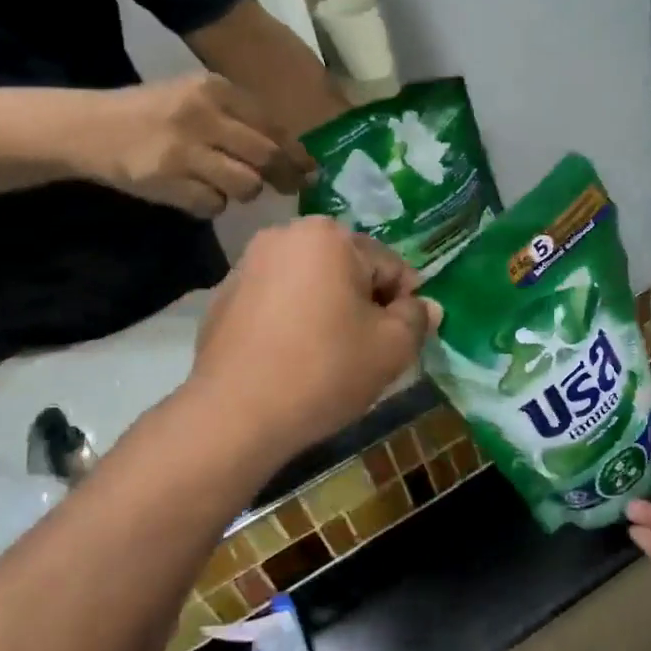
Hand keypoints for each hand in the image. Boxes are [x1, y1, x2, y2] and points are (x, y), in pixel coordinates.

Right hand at [68, 75, 314, 216]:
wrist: (90, 127)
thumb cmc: (154, 114)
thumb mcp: (197, 99)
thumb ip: (240, 119)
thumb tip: (292, 153)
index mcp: (214, 89)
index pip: (272, 125)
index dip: (297, 151)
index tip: (311, 168)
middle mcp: (202, 114)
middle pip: (267, 156)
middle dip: (285, 176)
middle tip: (293, 187)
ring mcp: (184, 149)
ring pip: (246, 185)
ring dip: (244, 191)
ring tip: (227, 185)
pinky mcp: (167, 180)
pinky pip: (213, 204)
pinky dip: (211, 204)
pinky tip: (195, 192)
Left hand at [189, 218, 439, 451]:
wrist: (235, 414)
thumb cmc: (324, 370)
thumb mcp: (392, 348)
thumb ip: (417, 319)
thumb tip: (427, 306)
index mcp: (328, 236)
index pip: (389, 265)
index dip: (405, 304)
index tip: (402, 341)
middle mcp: (284, 235)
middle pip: (348, 270)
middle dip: (364, 304)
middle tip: (367, 351)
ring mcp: (247, 265)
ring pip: (311, 285)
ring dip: (328, 311)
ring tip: (329, 358)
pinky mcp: (223, 298)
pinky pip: (276, 302)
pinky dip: (292, 321)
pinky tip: (292, 359)